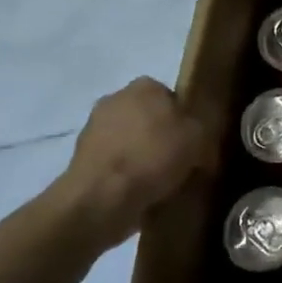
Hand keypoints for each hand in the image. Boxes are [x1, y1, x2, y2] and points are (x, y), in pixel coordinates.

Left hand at [58, 78, 204, 247]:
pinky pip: (115, 162)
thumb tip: (199, 135)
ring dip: (142, 155)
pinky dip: (125, 173)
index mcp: (144, 86)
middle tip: (180, 160)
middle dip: (161, 135)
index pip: (172, 96)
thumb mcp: (199, 137)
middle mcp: (115, 99)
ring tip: (161, 181)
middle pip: (148, 117)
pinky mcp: (80, 158)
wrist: (102, 196)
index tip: (194, 141)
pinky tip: (139, 191)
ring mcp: (93, 128)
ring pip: (130, 140)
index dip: (185, 118)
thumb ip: (202, 128)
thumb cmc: (154, 156)